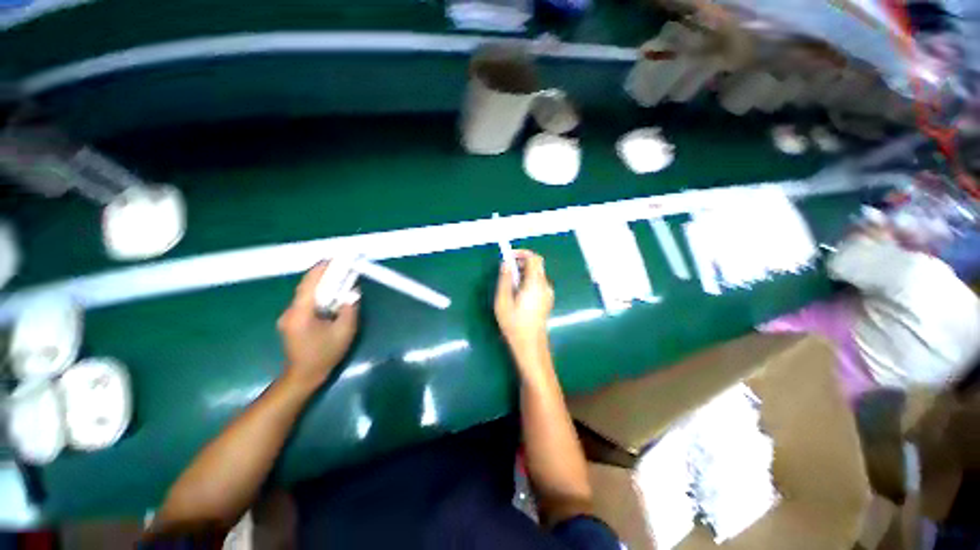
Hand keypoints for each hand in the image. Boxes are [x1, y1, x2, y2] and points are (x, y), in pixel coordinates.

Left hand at [278, 263, 358, 388]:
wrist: (304, 375)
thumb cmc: (325, 354)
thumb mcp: (344, 331)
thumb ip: (348, 309)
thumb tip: (352, 291)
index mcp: (301, 314)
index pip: (309, 285)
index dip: (320, 269)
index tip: (332, 258)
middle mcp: (289, 312)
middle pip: (306, 287)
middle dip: (322, 274)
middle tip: (339, 266)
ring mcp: (288, 317)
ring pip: (305, 294)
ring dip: (320, 284)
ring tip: (337, 277)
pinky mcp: (291, 321)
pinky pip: (305, 302)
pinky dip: (317, 294)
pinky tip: (329, 295)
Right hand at [494, 250, 553, 357]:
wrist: (530, 344)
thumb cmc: (514, 324)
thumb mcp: (503, 301)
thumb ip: (505, 280)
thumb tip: (506, 263)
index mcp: (534, 284)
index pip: (534, 258)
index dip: (522, 253)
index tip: (509, 256)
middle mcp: (544, 286)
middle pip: (537, 265)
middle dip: (522, 263)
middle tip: (507, 272)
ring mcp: (548, 293)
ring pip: (537, 274)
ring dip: (524, 273)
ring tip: (510, 285)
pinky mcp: (547, 300)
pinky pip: (538, 283)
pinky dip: (529, 281)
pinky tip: (519, 294)